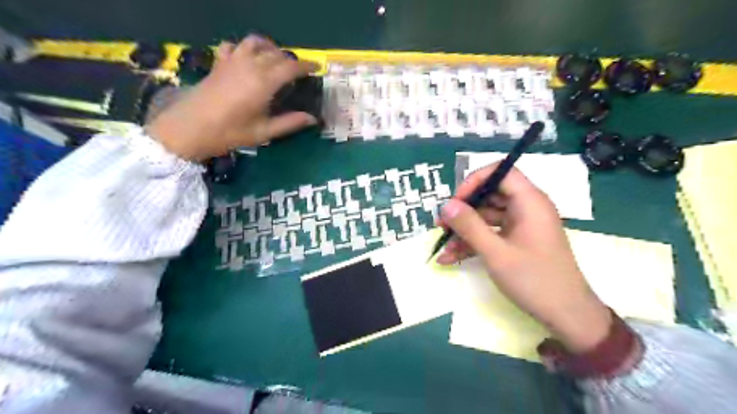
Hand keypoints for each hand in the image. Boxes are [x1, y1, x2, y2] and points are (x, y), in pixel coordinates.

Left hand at [147, 34, 319, 160]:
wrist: (190, 128)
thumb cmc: (230, 133)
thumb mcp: (264, 132)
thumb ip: (290, 123)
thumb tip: (313, 119)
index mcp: (264, 82)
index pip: (291, 67)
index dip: (306, 66)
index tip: (316, 69)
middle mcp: (250, 66)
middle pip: (276, 54)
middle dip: (291, 60)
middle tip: (298, 72)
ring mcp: (232, 61)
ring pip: (255, 43)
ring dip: (269, 48)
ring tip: (276, 59)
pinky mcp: (219, 64)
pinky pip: (233, 46)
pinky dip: (244, 48)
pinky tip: (247, 59)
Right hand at [436, 163, 609, 352]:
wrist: (567, 316)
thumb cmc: (534, 280)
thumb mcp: (496, 253)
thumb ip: (470, 226)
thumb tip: (446, 205)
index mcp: (530, 202)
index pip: (502, 172)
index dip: (475, 181)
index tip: (456, 201)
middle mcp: (527, 208)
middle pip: (490, 195)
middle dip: (464, 210)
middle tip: (442, 224)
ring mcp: (521, 226)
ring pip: (487, 217)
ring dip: (464, 231)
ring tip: (442, 246)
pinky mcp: (517, 241)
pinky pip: (491, 234)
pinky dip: (473, 243)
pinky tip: (451, 258)